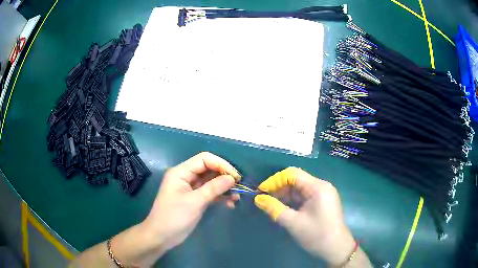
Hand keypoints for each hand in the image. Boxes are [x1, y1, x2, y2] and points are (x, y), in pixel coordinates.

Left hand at [143, 152, 240, 253]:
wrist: (162, 236)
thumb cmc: (174, 217)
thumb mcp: (195, 202)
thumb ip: (213, 188)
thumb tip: (232, 178)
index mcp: (181, 172)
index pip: (204, 159)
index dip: (221, 164)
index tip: (235, 176)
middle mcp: (186, 177)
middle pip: (209, 169)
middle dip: (224, 176)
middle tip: (239, 186)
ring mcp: (190, 188)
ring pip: (211, 182)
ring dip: (224, 187)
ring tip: (237, 197)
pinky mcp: (194, 199)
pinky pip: (210, 193)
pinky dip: (220, 196)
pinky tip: (230, 203)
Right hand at [254, 167, 362, 265]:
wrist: (336, 248)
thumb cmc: (316, 235)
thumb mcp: (293, 223)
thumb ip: (274, 209)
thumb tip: (258, 199)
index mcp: (317, 187)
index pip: (292, 174)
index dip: (275, 180)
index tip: (261, 191)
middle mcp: (322, 186)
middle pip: (296, 180)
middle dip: (279, 188)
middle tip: (264, 199)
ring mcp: (323, 194)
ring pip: (300, 188)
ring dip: (285, 195)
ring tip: (271, 204)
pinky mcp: (322, 201)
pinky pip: (305, 196)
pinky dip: (293, 200)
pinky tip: (284, 207)